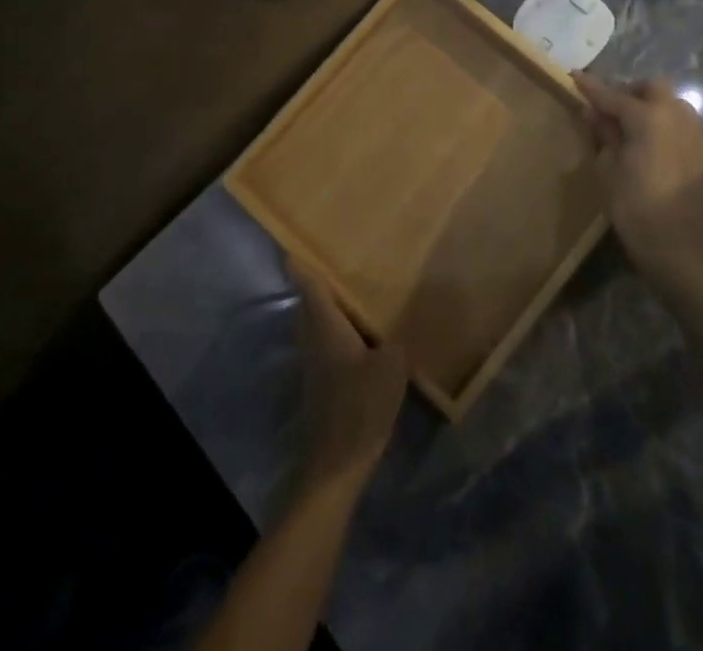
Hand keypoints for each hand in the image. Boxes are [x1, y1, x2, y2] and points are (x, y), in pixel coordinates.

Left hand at [293, 263, 407, 495]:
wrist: (339, 462)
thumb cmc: (362, 404)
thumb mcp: (393, 365)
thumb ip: (396, 338)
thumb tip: (400, 322)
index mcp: (325, 323)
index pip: (308, 283)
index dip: (302, 261)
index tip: (304, 240)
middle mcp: (312, 336)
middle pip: (310, 300)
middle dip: (322, 281)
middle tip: (346, 262)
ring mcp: (313, 360)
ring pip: (317, 321)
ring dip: (332, 307)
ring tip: (360, 294)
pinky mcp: (320, 381)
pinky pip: (326, 342)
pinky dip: (339, 331)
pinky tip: (363, 335)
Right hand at [574, 75, 702, 296]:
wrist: (679, 248)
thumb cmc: (634, 207)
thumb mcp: (608, 168)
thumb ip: (604, 133)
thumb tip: (593, 111)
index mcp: (648, 117)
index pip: (614, 95)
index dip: (592, 87)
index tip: (575, 76)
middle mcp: (677, 117)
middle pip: (653, 88)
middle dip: (630, 91)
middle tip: (610, 108)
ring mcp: (697, 135)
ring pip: (674, 104)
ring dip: (653, 107)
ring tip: (634, 127)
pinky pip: (685, 128)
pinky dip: (667, 128)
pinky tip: (654, 148)